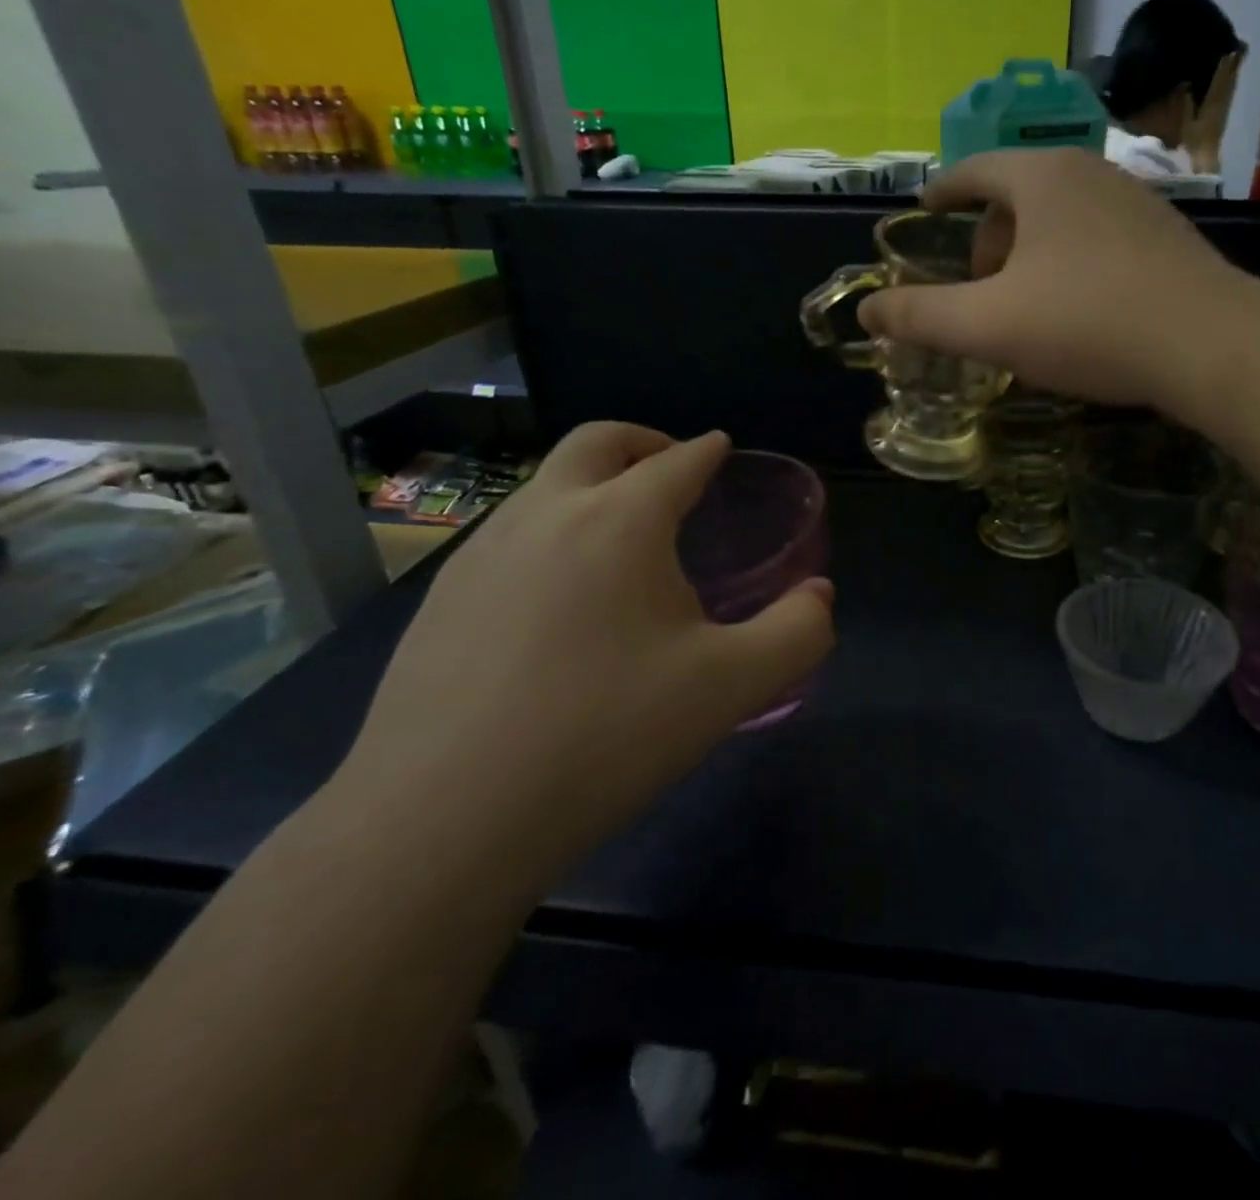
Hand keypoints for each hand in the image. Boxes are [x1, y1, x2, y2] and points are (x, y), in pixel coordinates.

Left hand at [331, 425, 834, 887]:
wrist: (443, 819)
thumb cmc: (607, 735)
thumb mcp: (731, 686)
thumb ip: (797, 632)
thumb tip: (820, 595)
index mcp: (619, 521)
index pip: (676, 461)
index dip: (707, 450)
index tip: (721, 446)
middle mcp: (545, 516)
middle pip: (595, 443)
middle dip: (642, 441)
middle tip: (670, 464)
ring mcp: (480, 554)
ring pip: (544, 487)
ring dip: (590, 486)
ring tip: (622, 536)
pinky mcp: (439, 600)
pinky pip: (508, 537)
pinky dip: (550, 532)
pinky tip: (560, 597)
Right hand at [858, 149, 1241, 412]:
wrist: (1211, 346)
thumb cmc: (1088, 324)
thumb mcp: (989, 325)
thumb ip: (920, 317)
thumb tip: (866, 311)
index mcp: (1042, 178)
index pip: (975, 170)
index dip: (943, 191)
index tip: (925, 209)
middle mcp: (1091, 175)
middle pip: (1018, 197)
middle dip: (987, 240)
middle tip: (976, 291)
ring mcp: (1136, 205)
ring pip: (1060, 222)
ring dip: (1030, 258)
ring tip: (1024, 310)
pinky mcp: (1167, 240)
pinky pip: (1097, 243)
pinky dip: (1070, 269)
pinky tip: (1078, 316)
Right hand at [1180, 46, 1246, 173]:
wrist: (1207, 157)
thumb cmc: (1194, 140)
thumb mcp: (1187, 122)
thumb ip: (1186, 103)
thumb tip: (1185, 84)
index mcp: (1212, 102)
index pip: (1219, 79)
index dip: (1224, 64)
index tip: (1227, 48)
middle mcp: (1222, 101)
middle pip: (1230, 78)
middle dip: (1234, 62)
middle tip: (1240, 45)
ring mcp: (1225, 107)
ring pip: (1232, 84)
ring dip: (1235, 69)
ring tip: (1239, 54)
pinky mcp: (1225, 112)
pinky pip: (1231, 91)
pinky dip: (1233, 80)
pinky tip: (1234, 76)